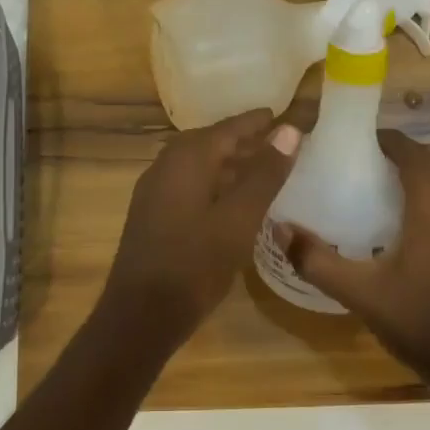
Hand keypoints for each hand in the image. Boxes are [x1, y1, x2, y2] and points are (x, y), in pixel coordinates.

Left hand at [102, 110, 301, 339]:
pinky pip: (188, 185)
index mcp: (186, 159)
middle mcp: (165, 166)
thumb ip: (264, 174)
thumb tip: (289, 130)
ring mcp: (154, 192)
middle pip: (209, 143)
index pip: (227, 128)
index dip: (255, 122)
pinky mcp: (152, 215)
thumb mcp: (239, 219)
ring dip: (228, 164)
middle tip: (275, 141)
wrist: (140, 315)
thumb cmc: (195, 264)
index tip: (280, 114)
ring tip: (260, 169)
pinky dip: (213, 183)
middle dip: (242, 141)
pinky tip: (231, 201)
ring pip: (197, 165)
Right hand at [278, 129, 429, 377]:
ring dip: (419, 185)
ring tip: (381, 197)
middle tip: (364, 167)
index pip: (416, 156)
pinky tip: (406, 238)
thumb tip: (281, 229)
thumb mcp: (360, 293)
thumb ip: (317, 261)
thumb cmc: (420, 321)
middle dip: (402, 160)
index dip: (390, 140)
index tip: (361, 139)